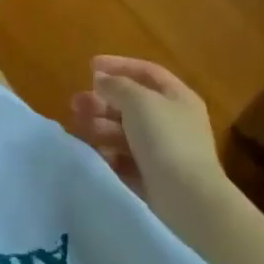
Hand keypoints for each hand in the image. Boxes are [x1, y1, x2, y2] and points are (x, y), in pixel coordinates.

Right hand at [70, 55, 223, 198]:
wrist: (187, 198)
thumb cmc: (165, 138)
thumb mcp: (138, 100)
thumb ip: (116, 85)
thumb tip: (102, 80)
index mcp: (177, 97)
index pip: (146, 71)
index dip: (118, 65)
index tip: (89, 66)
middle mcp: (173, 121)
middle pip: (132, 103)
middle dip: (102, 101)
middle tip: (76, 103)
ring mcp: (164, 151)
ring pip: (126, 131)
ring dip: (101, 126)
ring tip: (81, 128)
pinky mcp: (154, 177)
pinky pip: (126, 158)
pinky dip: (110, 153)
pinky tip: (98, 154)